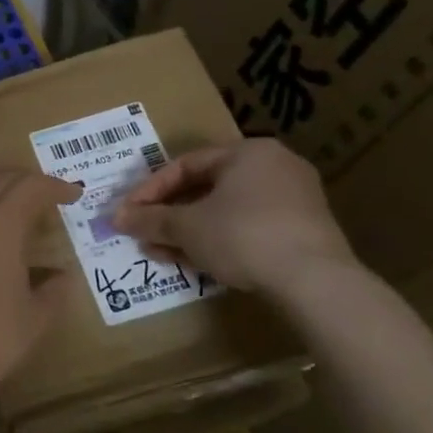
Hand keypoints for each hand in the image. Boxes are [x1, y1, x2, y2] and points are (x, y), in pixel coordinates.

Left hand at [0, 172, 80, 396]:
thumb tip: (62, 276)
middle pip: (1, 180)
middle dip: (28, 182)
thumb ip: (53, 291)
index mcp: (1, 224)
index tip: (73, 195)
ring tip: (16, 201)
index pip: (31, 188)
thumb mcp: (34, 319)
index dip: (55, 187)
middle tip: (47, 195)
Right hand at [111, 138, 356, 293]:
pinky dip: (218, 240)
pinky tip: (194, 261)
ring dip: (189, 231)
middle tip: (143, 233)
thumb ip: (150, 219)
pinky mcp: (303, 231)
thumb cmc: (243, 236)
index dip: (150, 190)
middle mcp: (274, 167)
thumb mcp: (187, 227)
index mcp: (248, 152)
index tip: (128, 213)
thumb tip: (116, 218)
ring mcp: (293, 200)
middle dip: (169, 214)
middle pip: (206, 188)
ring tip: (160, 252)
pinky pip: (248, 228)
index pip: (185, 165)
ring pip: (226, 211)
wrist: (315, 281)